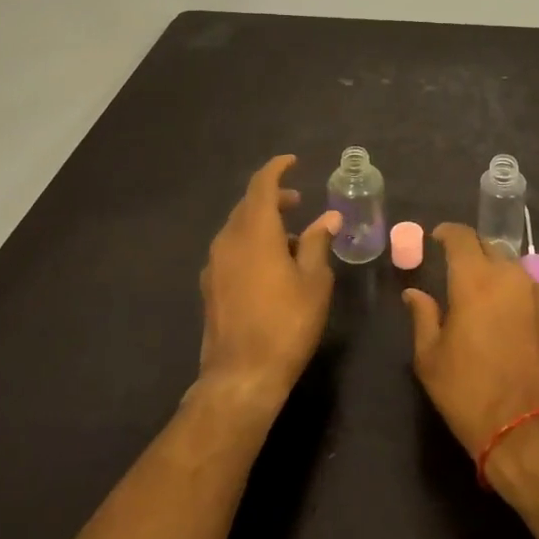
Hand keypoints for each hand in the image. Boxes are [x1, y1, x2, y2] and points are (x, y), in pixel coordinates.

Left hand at [197, 155, 336, 413]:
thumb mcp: (313, 280)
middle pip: (248, 205)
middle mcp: (229, 241)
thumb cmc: (286, 323)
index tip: (293, 162)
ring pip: (238, 228)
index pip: (262, 185)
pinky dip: (251, 243)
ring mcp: (215, 264)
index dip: (277, 169)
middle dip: (272, 197)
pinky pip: (231, 249)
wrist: (241, 376)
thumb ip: (317, 242)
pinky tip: (269, 264)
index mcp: (255, 232)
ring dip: (262, 222)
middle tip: (298, 202)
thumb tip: (328, 217)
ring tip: (290, 236)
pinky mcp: (210, 287)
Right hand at [403, 223, 538, 461]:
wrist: (530, 430)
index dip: (447, 232)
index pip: (462, 237)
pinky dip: (511, 287)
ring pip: (510, 264)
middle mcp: (510, 275)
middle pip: (488, 246)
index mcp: (476, 279)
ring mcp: (536, 292)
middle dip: (470, 250)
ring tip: (478, 289)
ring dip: (493, 268)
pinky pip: (527, 285)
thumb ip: (423, 317)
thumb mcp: (431, 359)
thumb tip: (414, 294)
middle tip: (454, 266)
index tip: (436, 237)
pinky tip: (502, 309)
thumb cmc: (470, 393)